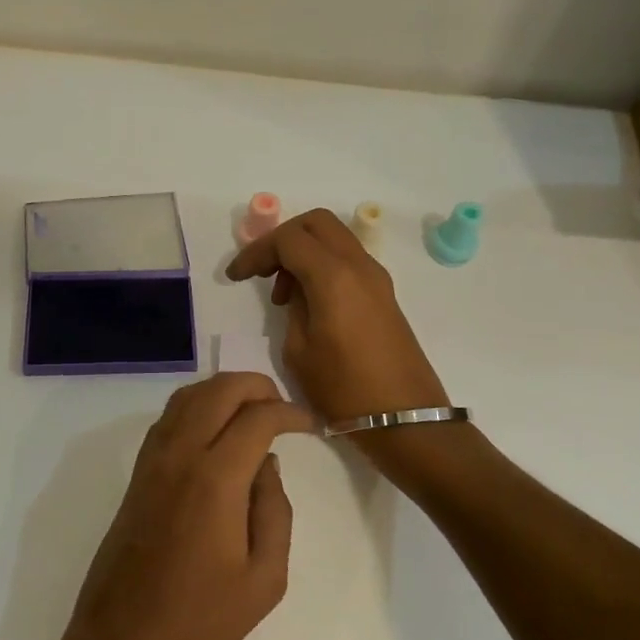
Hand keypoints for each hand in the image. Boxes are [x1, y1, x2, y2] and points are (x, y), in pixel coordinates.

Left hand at [59, 374, 316, 639]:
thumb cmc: (202, 620)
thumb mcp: (265, 577)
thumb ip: (275, 511)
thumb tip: (267, 465)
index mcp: (215, 479)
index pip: (257, 417)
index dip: (289, 413)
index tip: (310, 425)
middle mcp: (179, 456)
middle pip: (218, 390)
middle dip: (256, 386)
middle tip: (283, 408)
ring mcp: (152, 462)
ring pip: (187, 397)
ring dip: (222, 391)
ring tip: (253, 412)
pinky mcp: (137, 475)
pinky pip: (167, 420)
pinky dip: (195, 408)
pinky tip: (215, 432)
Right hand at [225, 209, 447, 420]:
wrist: (403, 417)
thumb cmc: (344, 389)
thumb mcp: (299, 351)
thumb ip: (293, 308)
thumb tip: (296, 290)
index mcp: (333, 277)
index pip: (288, 239)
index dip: (256, 251)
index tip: (236, 276)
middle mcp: (358, 265)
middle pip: (316, 223)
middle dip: (283, 238)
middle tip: (262, 270)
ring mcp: (376, 277)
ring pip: (334, 238)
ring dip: (304, 251)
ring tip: (283, 294)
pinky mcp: (383, 293)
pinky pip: (347, 260)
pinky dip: (323, 265)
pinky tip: (309, 301)